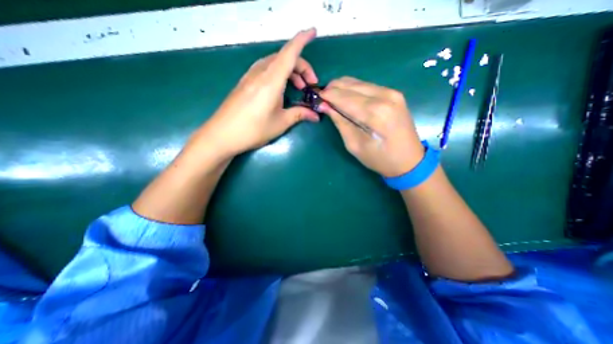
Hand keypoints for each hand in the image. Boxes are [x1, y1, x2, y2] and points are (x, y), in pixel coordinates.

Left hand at [197, 28, 321, 158]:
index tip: (313, 31)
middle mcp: (260, 73)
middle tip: (310, 86)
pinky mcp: (245, 83)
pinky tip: (280, 89)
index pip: (290, 53)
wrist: (222, 135)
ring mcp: (250, 76)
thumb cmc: (254, 130)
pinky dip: (278, 74)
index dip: (302, 40)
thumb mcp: (280, 123)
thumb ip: (299, 115)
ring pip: (274, 63)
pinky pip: (265, 70)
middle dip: (301, 67)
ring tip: (298, 88)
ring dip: (289, 71)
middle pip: (284, 58)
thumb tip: (316, 115)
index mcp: (271, 81)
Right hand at [321, 77, 427, 176]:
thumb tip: (325, 105)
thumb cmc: (379, 159)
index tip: (315, 98)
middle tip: (322, 99)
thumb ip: (340, 122)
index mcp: (375, 113)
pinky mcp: (393, 93)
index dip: (327, 96)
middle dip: (333, 89)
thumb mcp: (354, 145)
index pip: (344, 97)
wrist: (409, 160)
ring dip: (342, 89)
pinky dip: (353, 90)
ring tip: (331, 99)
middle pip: (350, 85)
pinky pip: (367, 86)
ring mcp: (392, 92)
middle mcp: (385, 96)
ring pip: (358, 82)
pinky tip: (346, 99)